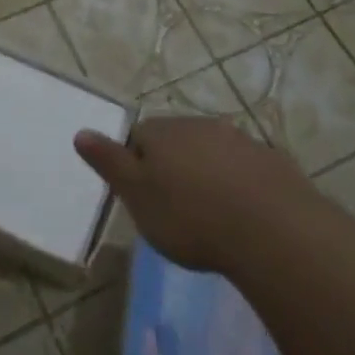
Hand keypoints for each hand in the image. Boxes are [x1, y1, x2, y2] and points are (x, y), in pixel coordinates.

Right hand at [75, 116, 308, 273]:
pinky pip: (247, 169)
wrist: (271, 230)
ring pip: (214, 151)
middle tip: (176, 207)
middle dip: (174, 165)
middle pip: (177, 140)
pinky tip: (246, 216)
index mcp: (163, 131)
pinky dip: (242, 185)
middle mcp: (199, 125)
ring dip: (209, 173)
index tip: (144, 195)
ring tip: (212, 214)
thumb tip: (81, 132)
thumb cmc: (191, 216)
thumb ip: (109, 162)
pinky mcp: (273, 161)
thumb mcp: (137, 196)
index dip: (137, 163)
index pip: (139, 135)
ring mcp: (240, 140)